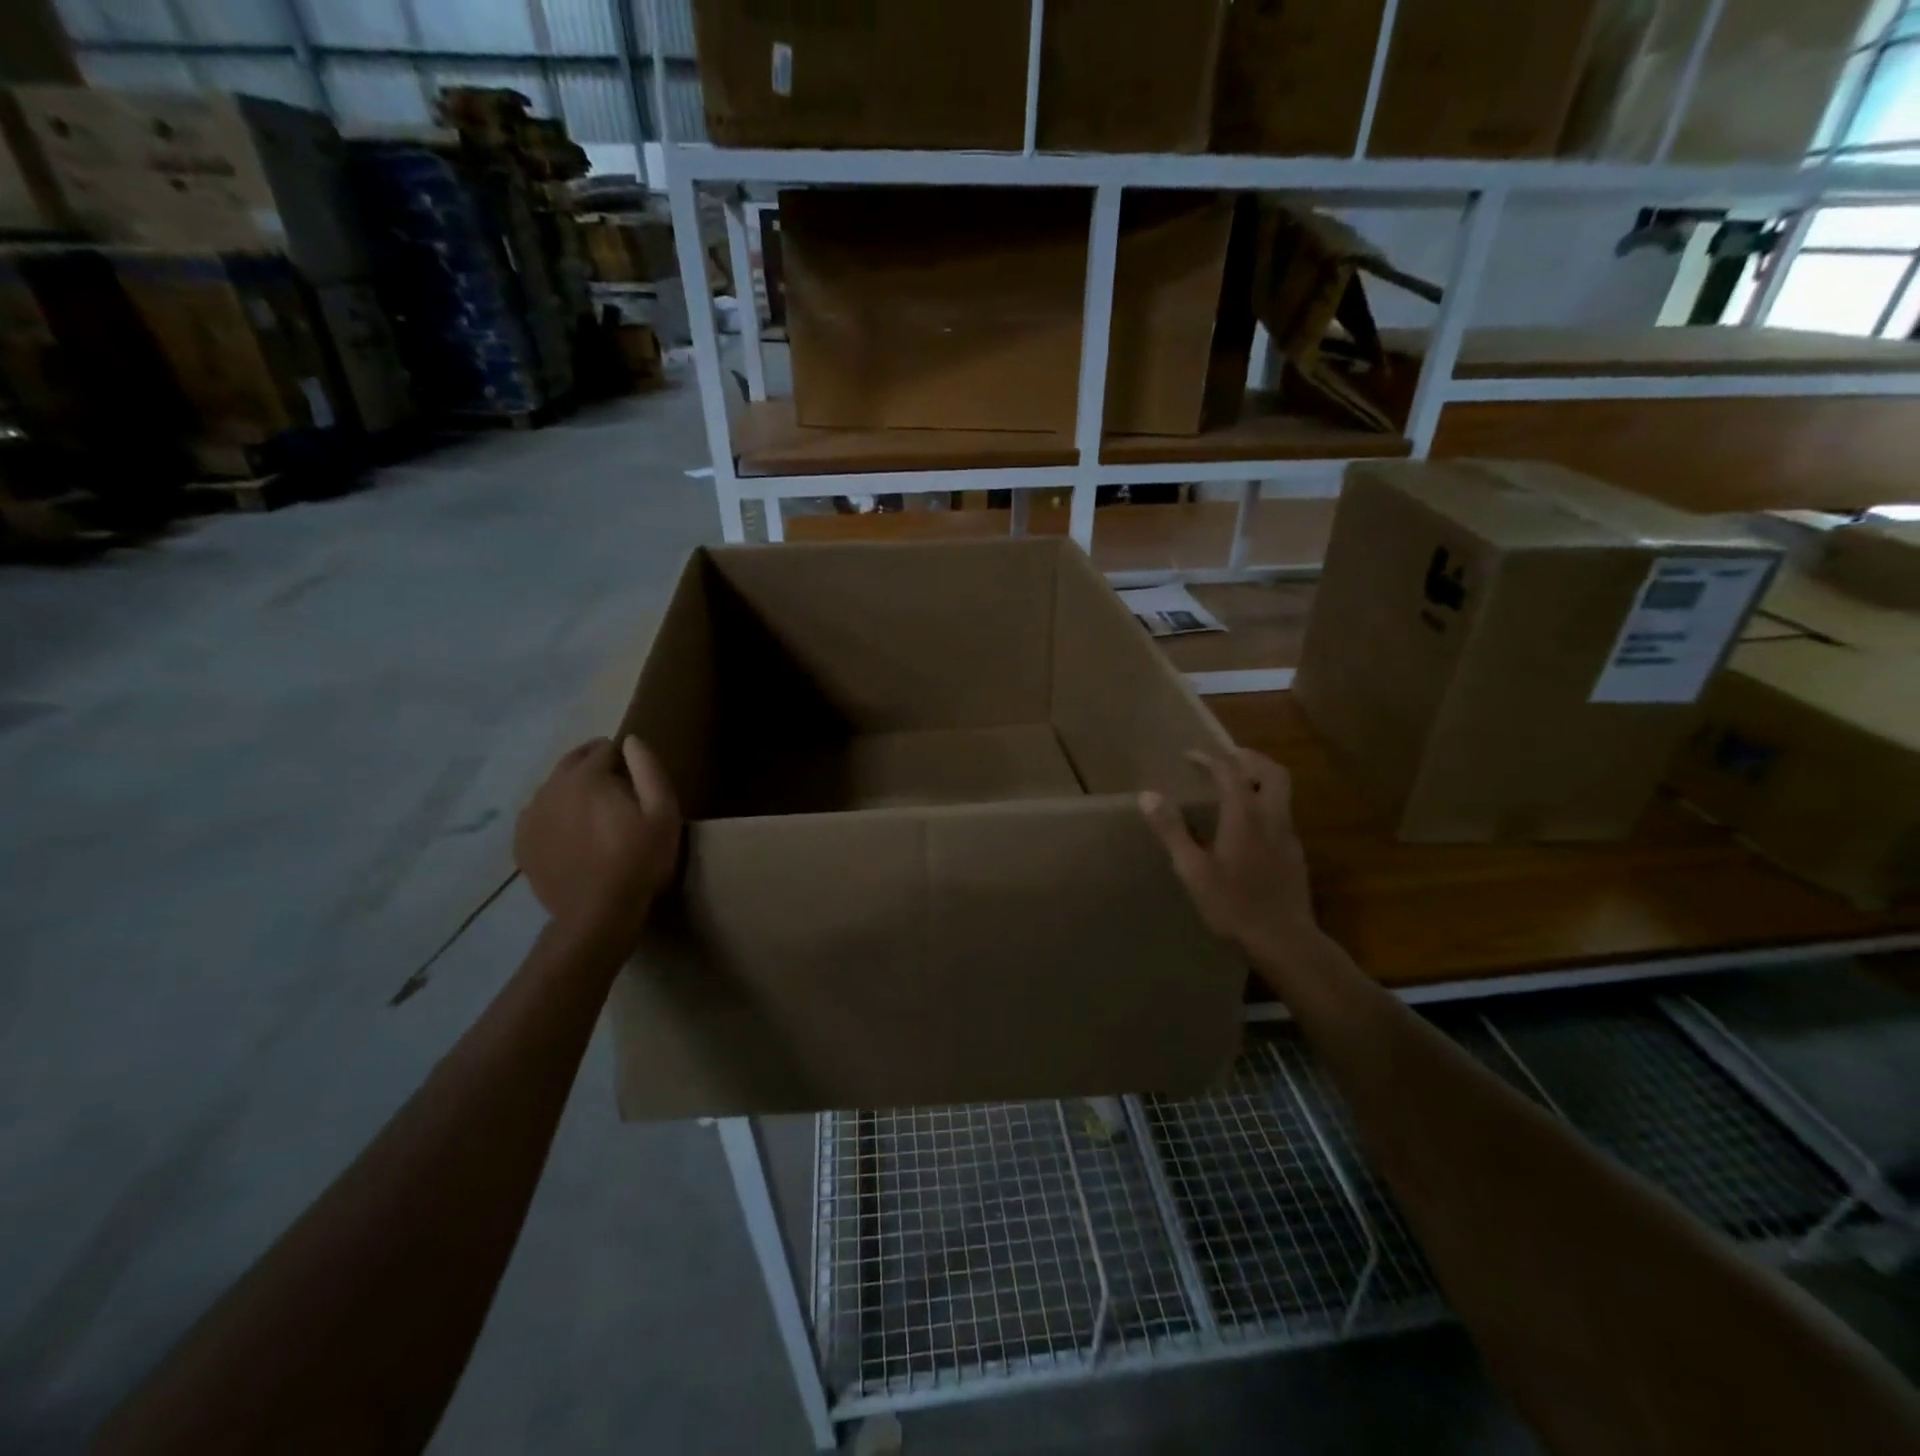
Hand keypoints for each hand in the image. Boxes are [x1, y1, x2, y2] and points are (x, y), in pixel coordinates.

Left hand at [514, 736, 680, 930]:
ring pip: (553, 788)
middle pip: (572, 762)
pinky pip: (538, 815)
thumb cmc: (639, 860)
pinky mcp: (522, 843)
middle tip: (615, 782)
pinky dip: (554, 814)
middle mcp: (551, 789)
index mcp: (586, 778)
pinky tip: (571, 832)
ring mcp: (531, 817)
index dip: (622, 755)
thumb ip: (649, 770)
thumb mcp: (662, 813)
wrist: (597, 914)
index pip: (602, 749)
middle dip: (592, 764)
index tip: (635, 771)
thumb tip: (632, 740)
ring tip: (593, 810)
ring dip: (572, 789)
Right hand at [1140, 748, 1320, 962]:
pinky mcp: (1295, 853)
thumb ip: (1172, 830)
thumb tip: (1147, 795)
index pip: (1229, 771)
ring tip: (1235, 785)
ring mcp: (1288, 835)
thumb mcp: (1192, 870)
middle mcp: (1271, 816)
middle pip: (1271, 771)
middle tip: (1224, 758)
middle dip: (1248, 758)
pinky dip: (1265, 802)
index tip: (1189, 755)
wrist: (1284, 939)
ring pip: (1281, 791)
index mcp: (1244, 815)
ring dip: (1259, 778)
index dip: (1209, 758)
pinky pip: (1282, 812)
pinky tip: (1247, 824)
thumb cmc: (1233, 905)